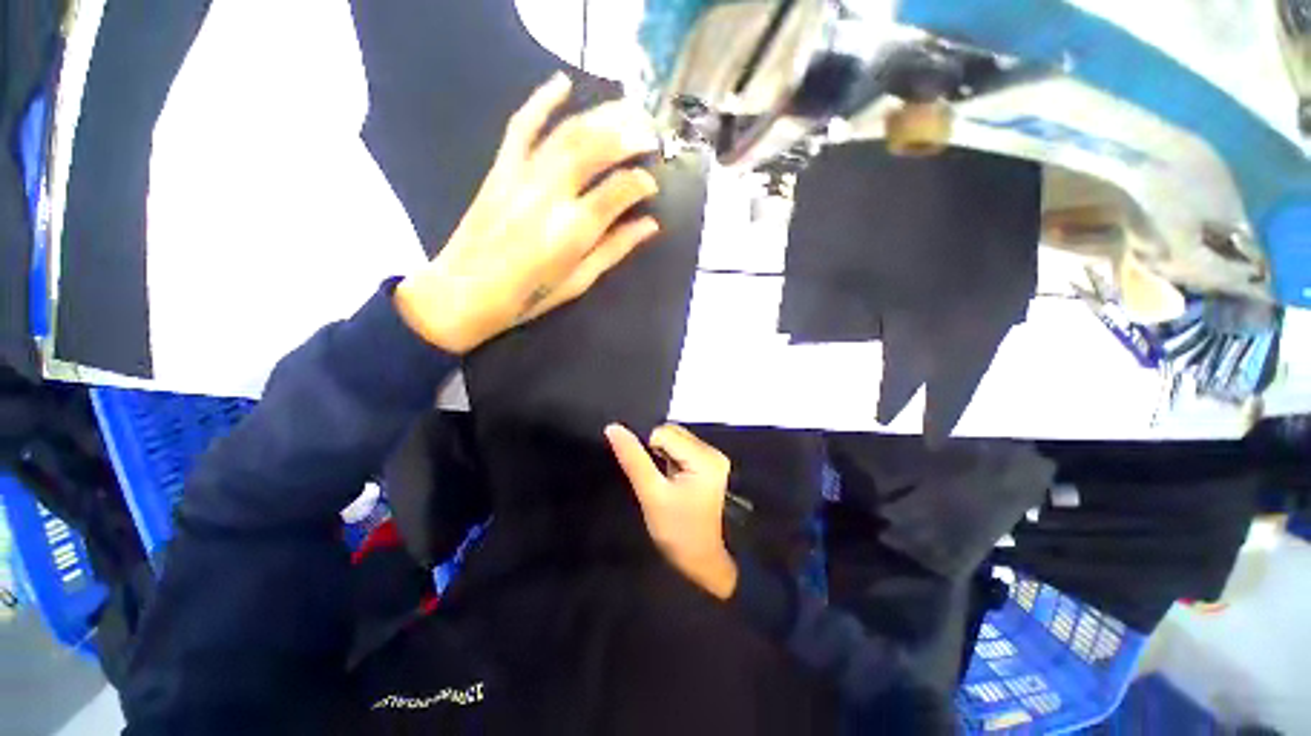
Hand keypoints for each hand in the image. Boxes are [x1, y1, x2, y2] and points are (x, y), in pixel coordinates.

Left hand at [395, 72, 661, 353]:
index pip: (618, 190)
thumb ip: (615, 249)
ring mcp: (522, 176)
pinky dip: (541, 100)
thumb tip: (650, 225)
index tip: (653, 183)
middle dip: (629, 134)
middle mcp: (550, 195)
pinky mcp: (500, 169)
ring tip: (628, 109)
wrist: (463, 293)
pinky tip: (563, 82)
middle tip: (651, 133)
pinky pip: (521, 125)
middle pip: (595, 148)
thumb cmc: (527, 297)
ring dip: (601, 115)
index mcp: (573, 231)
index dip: (641, 182)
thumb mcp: (579, 281)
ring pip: (567, 132)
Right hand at [605, 423, 737, 599]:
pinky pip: (682, 448)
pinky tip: (670, 478)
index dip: (647, 449)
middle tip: (655, 480)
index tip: (649, 475)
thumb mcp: (651, 494)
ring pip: (675, 439)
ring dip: (662, 454)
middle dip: (656, 451)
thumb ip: (632, 458)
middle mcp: (712, 451)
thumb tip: (613, 427)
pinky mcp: (710, 463)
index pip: (663, 433)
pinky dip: (670, 458)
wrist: (702, 560)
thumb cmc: (677, 531)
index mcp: (704, 457)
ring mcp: (713, 457)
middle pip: (672, 432)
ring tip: (663, 480)